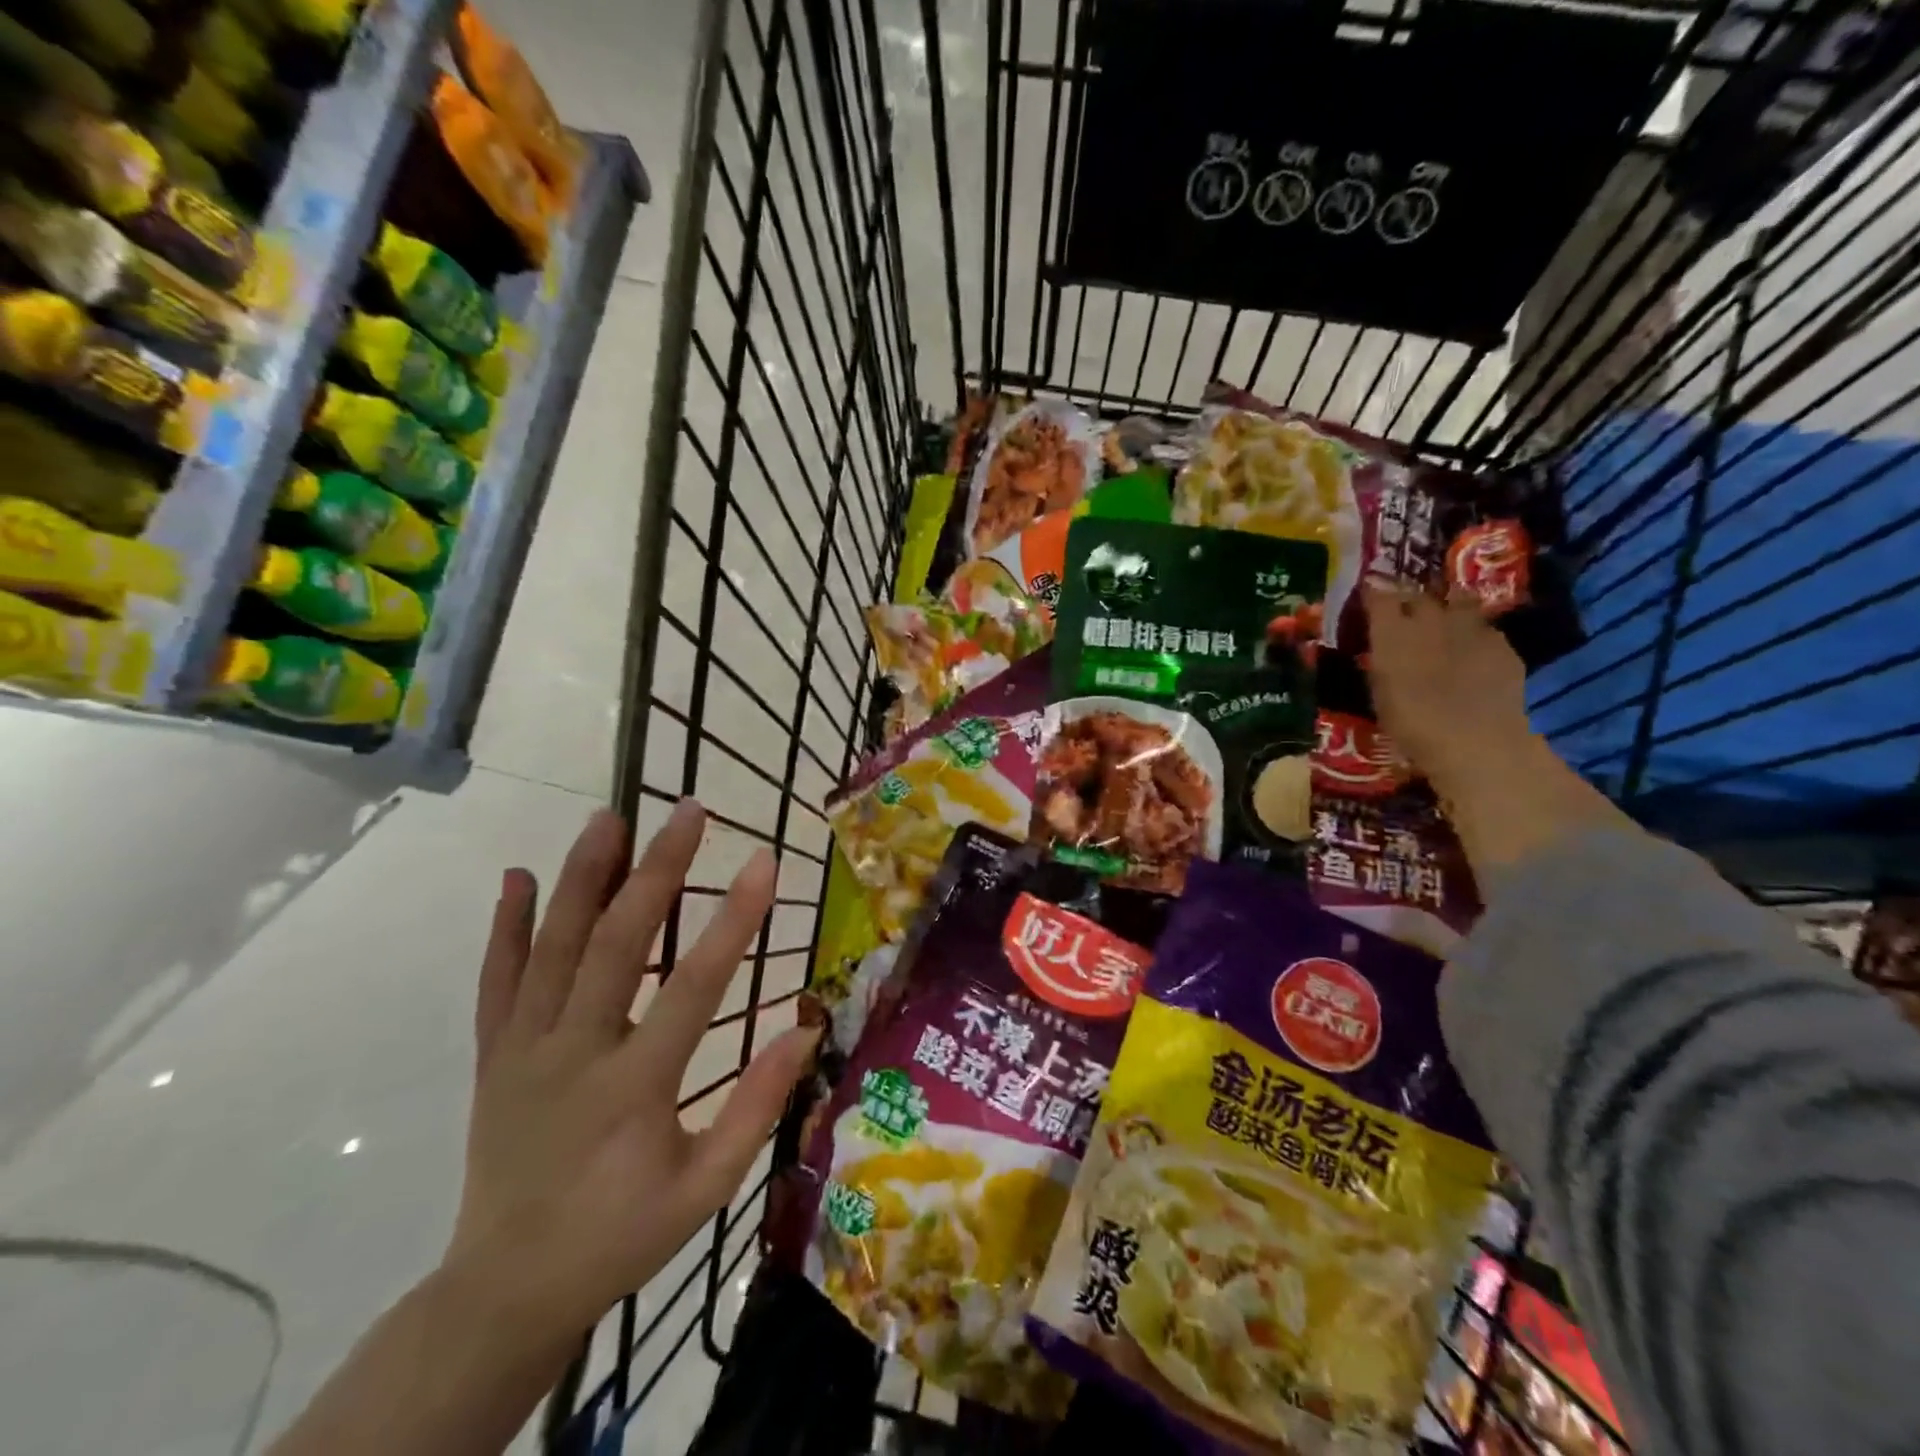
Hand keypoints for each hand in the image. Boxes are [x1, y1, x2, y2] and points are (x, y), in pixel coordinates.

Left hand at [442, 800, 819, 1338]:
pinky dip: (506, 927)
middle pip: (618, 945)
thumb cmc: (621, 1236)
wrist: (505, 1291)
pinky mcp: (492, 1056)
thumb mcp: (706, 1189)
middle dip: (657, 871)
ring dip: (581, 877)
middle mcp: (573, 1053)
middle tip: (688, 811)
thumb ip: (756, 1107)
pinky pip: (496, 981)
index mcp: (634, 1088)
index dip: (734, 920)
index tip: (765, 862)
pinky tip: (517, 877)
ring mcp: (524, 1050)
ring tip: (608, 817)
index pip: (694, 987)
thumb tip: (802, 1028)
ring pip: (553, 948)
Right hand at [1363, 585, 1531, 791]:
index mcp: (1392, 632)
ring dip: (1448, 607)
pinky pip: (1484, 628)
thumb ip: (1381, 664)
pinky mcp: (1502, 642)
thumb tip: (1380, 651)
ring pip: (1457, 601)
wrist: (1477, 739)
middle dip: (1409, 600)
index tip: (1369, 596)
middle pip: (1418, 595)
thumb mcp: (1380, 696)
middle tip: (1404, 612)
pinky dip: (1474, 634)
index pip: (1379, 597)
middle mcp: (1430, 619)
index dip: (1374, 594)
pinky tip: (1472, 652)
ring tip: (1444, 619)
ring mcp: (1470, 627)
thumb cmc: (1412, 725)